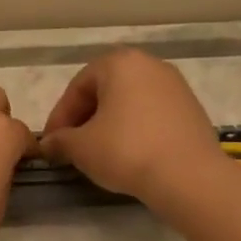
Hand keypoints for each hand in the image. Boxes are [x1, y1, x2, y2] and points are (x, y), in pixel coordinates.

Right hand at [39, 49, 230, 205]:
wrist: (190, 177)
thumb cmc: (127, 151)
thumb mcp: (81, 147)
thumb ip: (60, 141)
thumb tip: (49, 144)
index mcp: (119, 63)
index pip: (78, 87)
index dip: (60, 116)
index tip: (52, 143)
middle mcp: (149, 64)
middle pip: (105, 90)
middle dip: (85, 118)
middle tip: (73, 147)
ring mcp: (175, 86)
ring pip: (129, 102)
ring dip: (110, 124)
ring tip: (100, 152)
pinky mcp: (192, 109)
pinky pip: (152, 115)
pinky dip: (135, 130)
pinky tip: (130, 154)